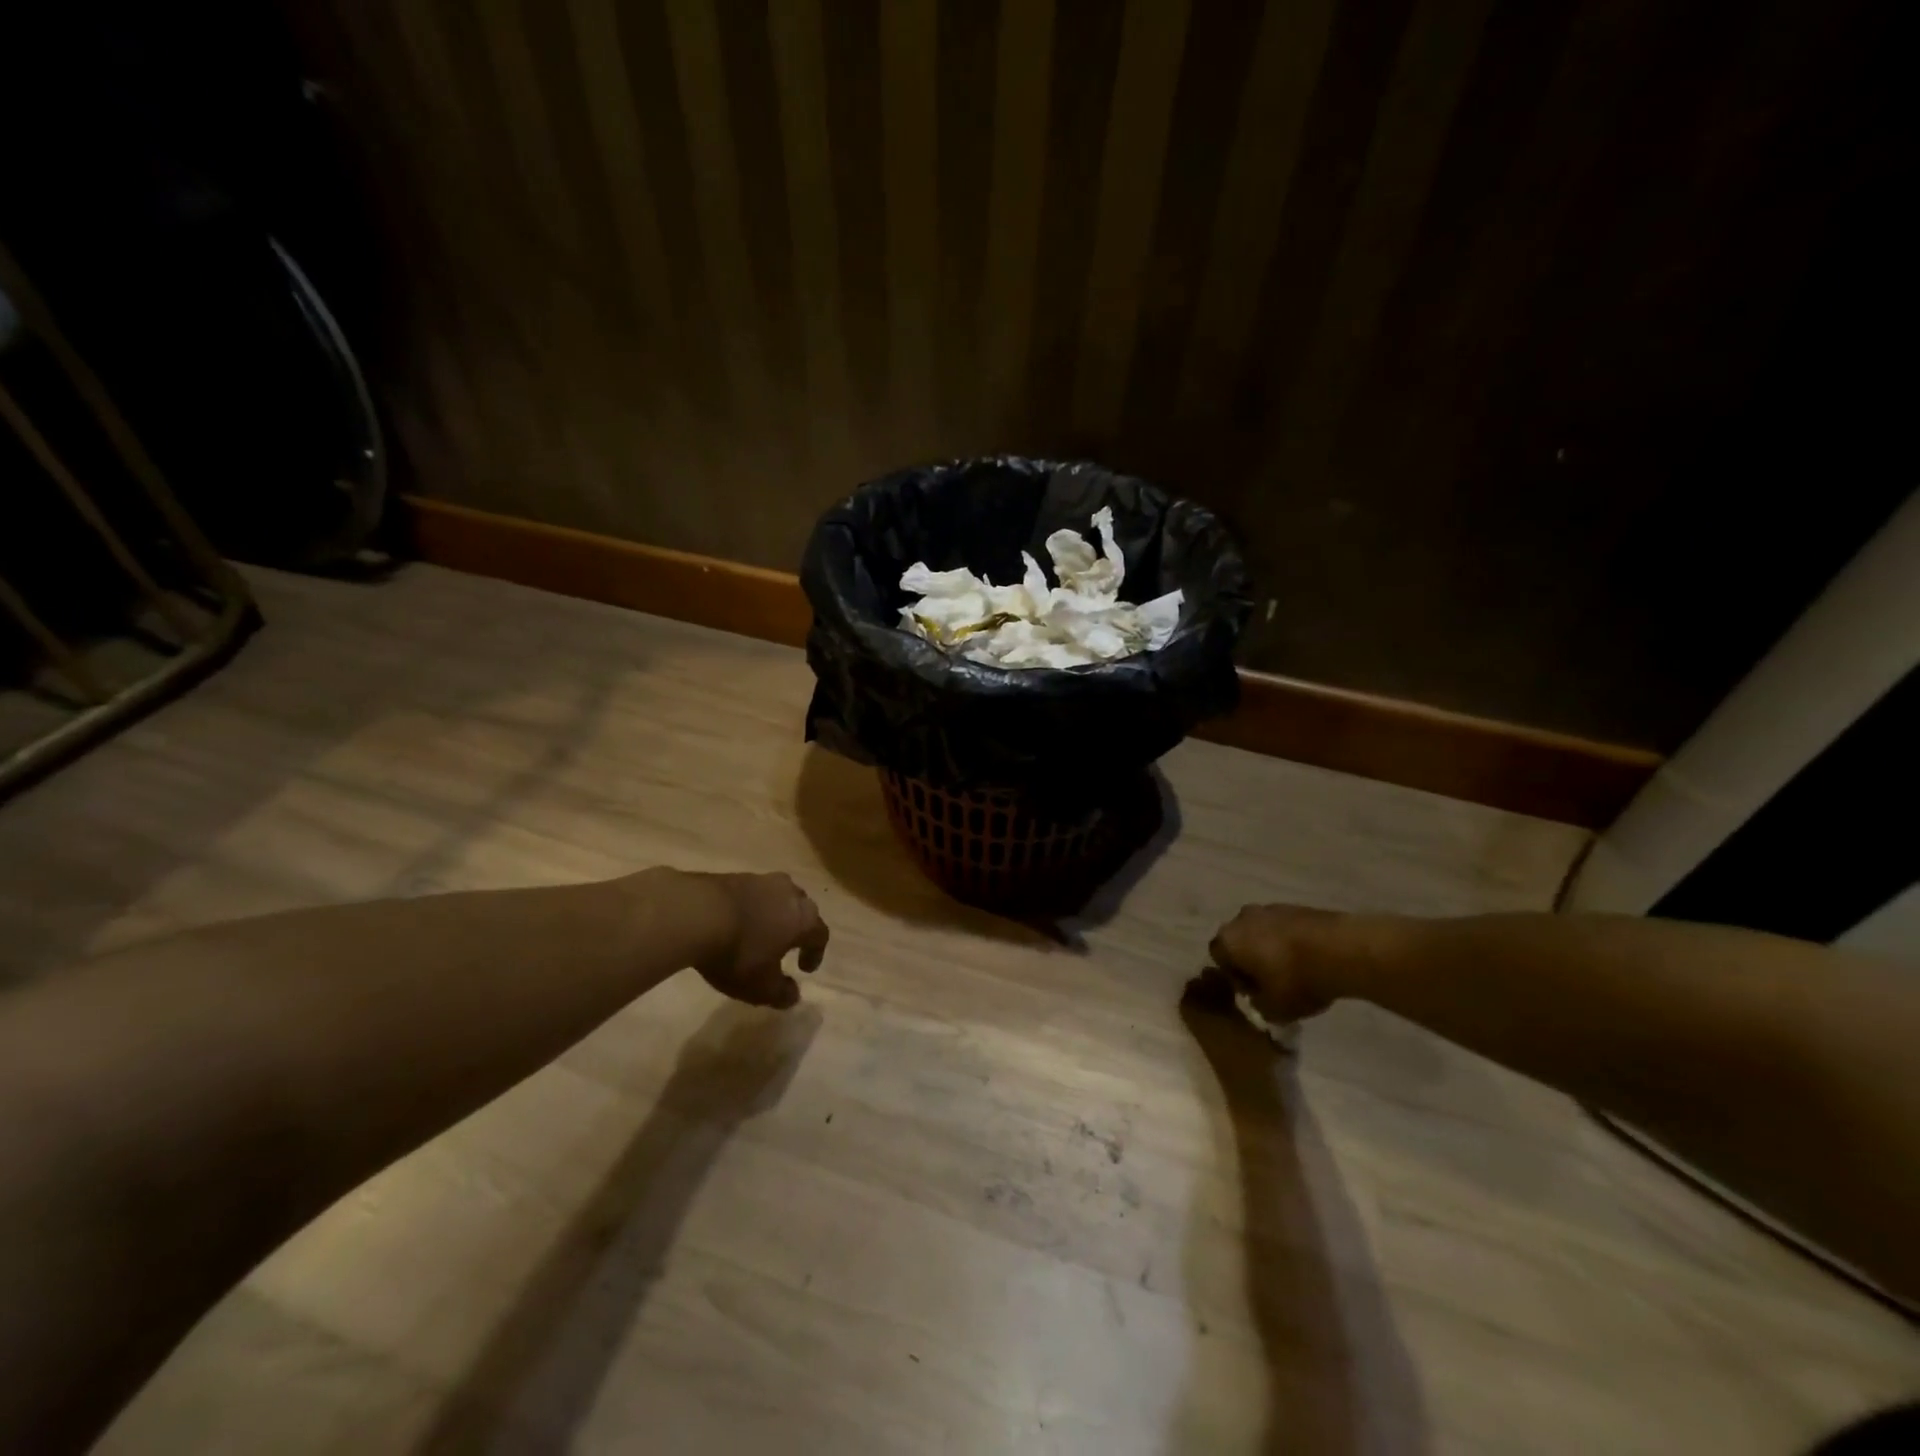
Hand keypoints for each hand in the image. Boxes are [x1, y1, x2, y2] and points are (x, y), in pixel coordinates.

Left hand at [687, 872, 829, 1009]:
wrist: (696, 913)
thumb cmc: (738, 952)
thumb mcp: (760, 986)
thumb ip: (781, 993)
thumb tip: (793, 995)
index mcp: (803, 918)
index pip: (820, 934)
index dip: (816, 953)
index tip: (804, 969)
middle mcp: (789, 893)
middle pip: (802, 909)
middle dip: (797, 928)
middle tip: (787, 946)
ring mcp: (761, 880)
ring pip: (777, 897)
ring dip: (773, 914)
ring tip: (760, 931)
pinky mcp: (735, 875)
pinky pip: (752, 893)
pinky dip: (750, 907)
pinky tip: (735, 922)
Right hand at [1207, 903, 1348, 1025]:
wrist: (1341, 950)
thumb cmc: (1296, 980)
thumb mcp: (1274, 1009)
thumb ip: (1258, 1005)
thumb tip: (1258, 999)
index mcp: (1228, 941)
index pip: (1218, 957)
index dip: (1234, 977)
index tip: (1254, 991)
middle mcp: (1242, 918)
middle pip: (1240, 940)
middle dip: (1252, 958)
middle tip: (1272, 980)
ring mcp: (1270, 908)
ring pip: (1262, 931)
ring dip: (1272, 948)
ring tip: (1295, 970)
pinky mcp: (1297, 906)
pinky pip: (1285, 927)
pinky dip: (1292, 941)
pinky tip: (1310, 959)